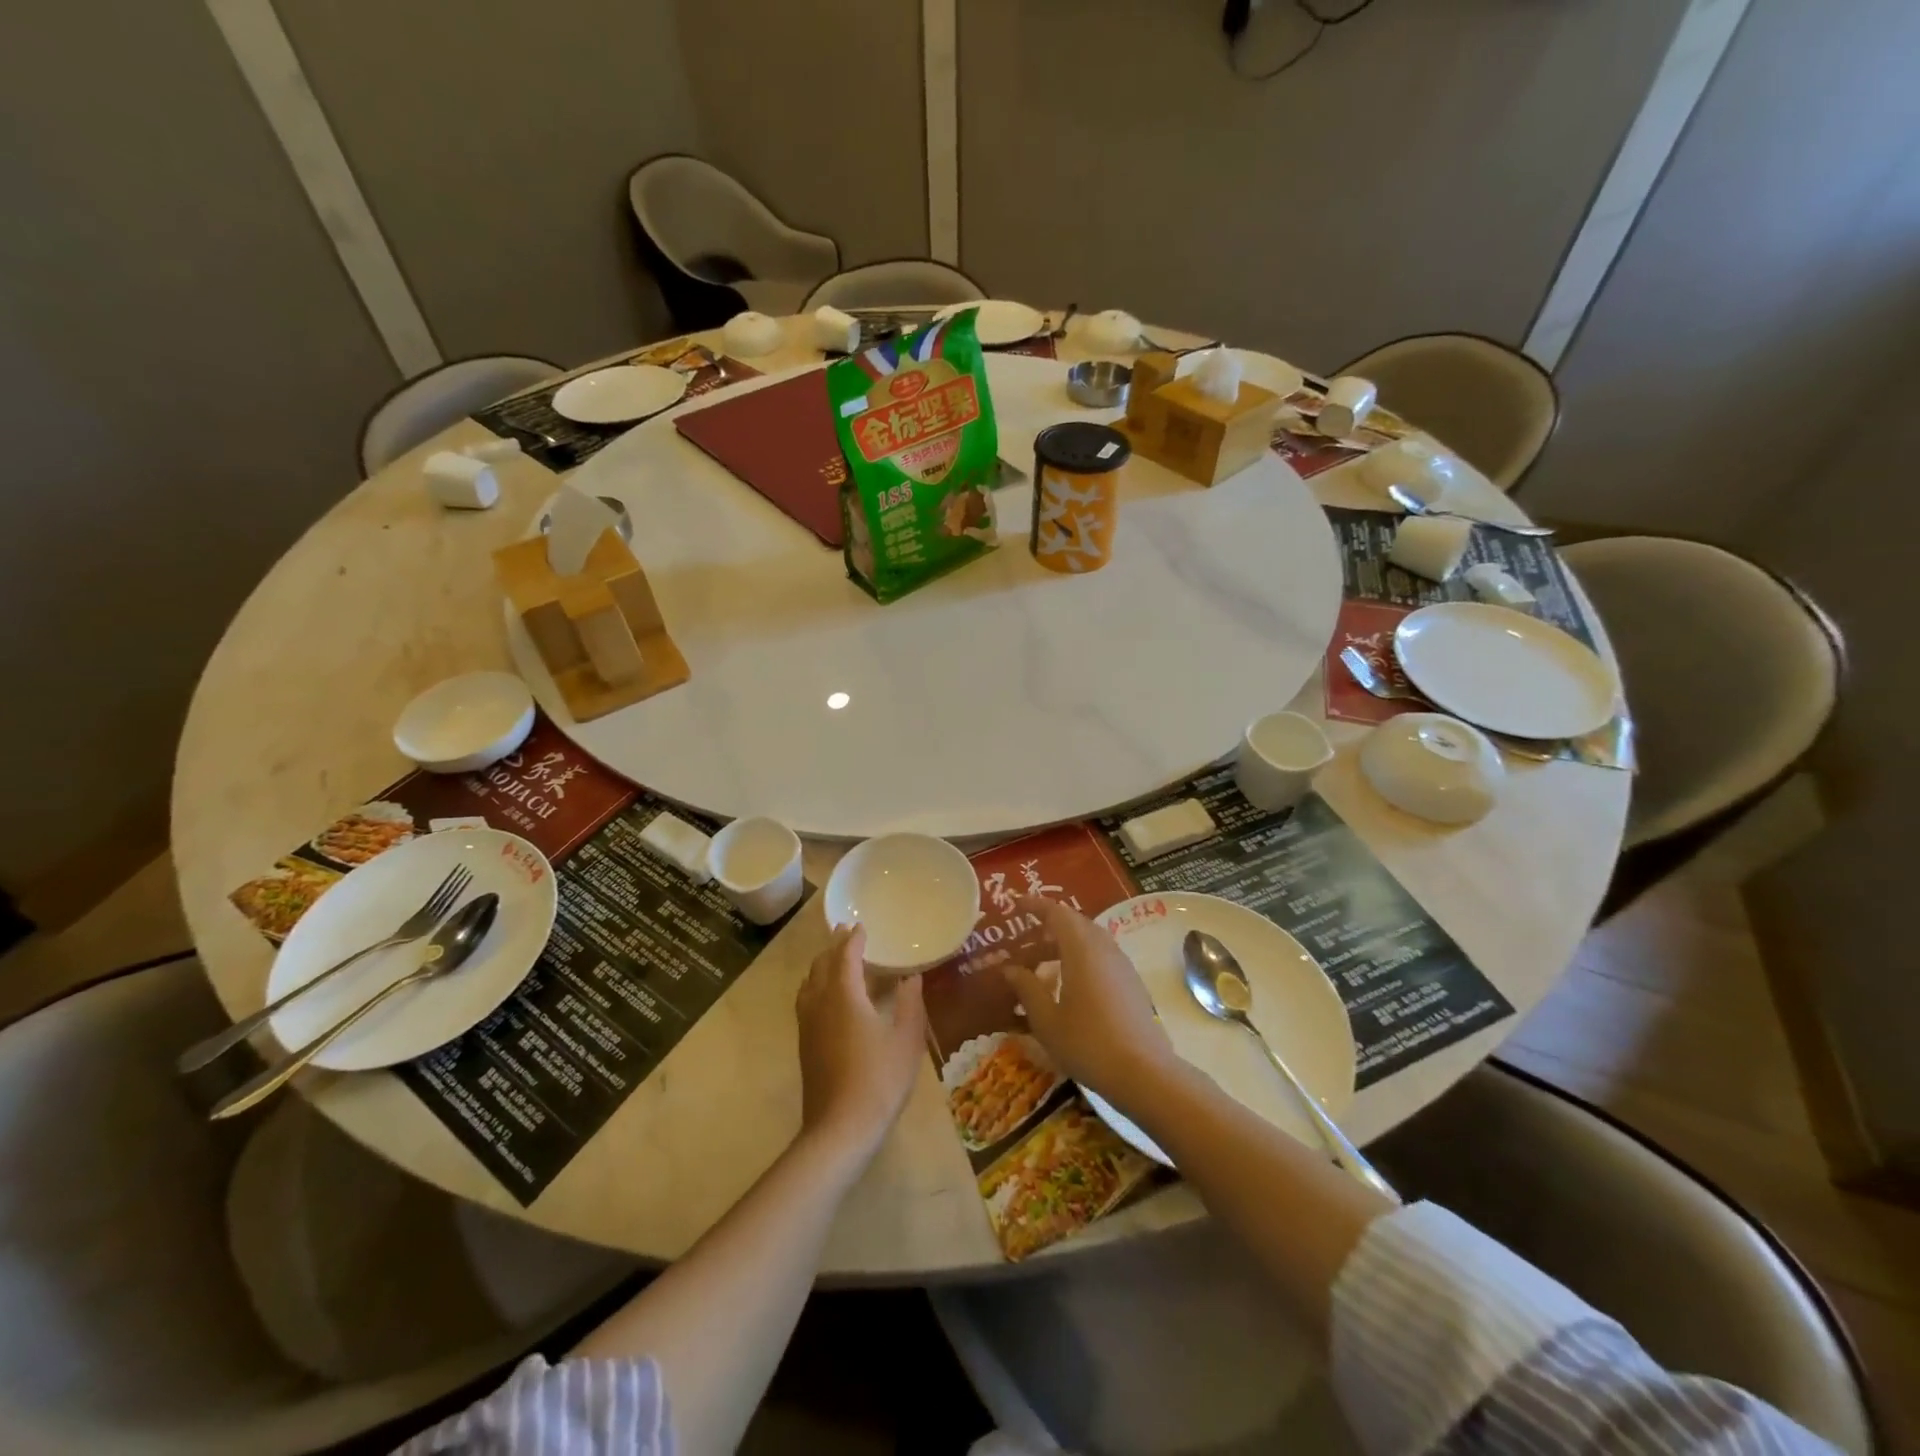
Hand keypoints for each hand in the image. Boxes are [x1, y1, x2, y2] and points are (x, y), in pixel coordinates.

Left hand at [796, 925, 928, 1159]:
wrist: (839, 1128)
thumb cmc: (879, 1079)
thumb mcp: (907, 1040)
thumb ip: (911, 1004)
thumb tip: (911, 977)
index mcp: (844, 995)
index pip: (845, 956)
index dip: (853, 939)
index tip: (861, 926)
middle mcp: (820, 1003)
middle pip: (821, 965)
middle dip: (834, 947)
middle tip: (847, 934)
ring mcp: (808, 1025)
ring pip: (809, 983)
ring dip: (822, 966)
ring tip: (836, 961)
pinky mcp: (805, 1044)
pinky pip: (806, 1001)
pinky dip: (815, 986)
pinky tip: (828, 998)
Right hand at [1000, 897, 1176, 1111]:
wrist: (1143, 1072)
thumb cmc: (1087, 1043)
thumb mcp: (1046, 1020)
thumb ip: (1027, 989)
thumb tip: (1010, 968)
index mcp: (1081, 950)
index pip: (1057, 913)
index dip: (1036, 905)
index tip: (1017, 904)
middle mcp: (1104, 948)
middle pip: (1076, 922)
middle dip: (1050, 923)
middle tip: (1026, 935)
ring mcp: (1121, 965)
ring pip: (1091, 938)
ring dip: (1067, 940)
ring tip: (1045, 958)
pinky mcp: (1132, 982)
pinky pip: (1102, 954)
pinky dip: (1082, 955)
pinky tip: (1070, 981)